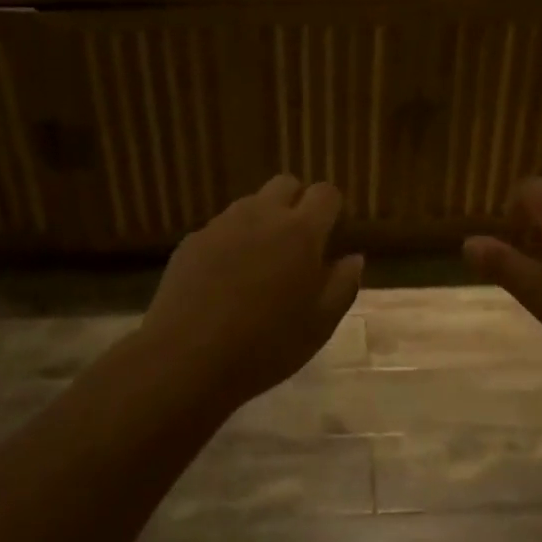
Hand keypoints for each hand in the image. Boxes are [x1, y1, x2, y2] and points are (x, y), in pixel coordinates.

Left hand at [142, 176, 363, 407]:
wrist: (186, 358)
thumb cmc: (266, 345)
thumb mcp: (320, 324)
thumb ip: (343, 284)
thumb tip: (354, 258)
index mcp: (301, 232)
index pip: (325, 193)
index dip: (331, 208)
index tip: (330, 234)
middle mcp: (262, 215)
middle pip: (286, 183)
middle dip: (296, 202)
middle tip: (296, 244)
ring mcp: (223, 224)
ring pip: (251, 204)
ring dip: (262, 221)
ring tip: (258, 264)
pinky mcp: (193, 240)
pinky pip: (221, 228)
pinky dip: (230, 243)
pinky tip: (224, 280)